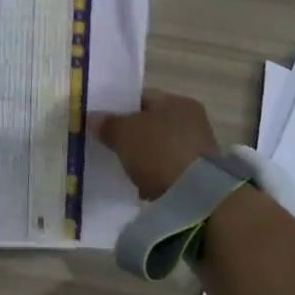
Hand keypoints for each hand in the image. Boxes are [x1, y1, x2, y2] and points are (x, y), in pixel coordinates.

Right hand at [91, 89, 220, 199]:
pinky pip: (169, 168)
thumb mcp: (124, 134)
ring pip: (161, 146)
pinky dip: (156, 174)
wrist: (196, 196)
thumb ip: (107, 124)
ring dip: (145, 156)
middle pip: (152, 123)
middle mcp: (192, 119)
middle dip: (132, 134)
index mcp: (177, 101)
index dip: (119, 108)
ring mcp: (199, 147)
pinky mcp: (201, 174)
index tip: (102, 122)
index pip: (142, 98)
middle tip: (110, 145)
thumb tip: (93, 117)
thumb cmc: (158, 152)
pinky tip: (142, 184)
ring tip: (123, 167)